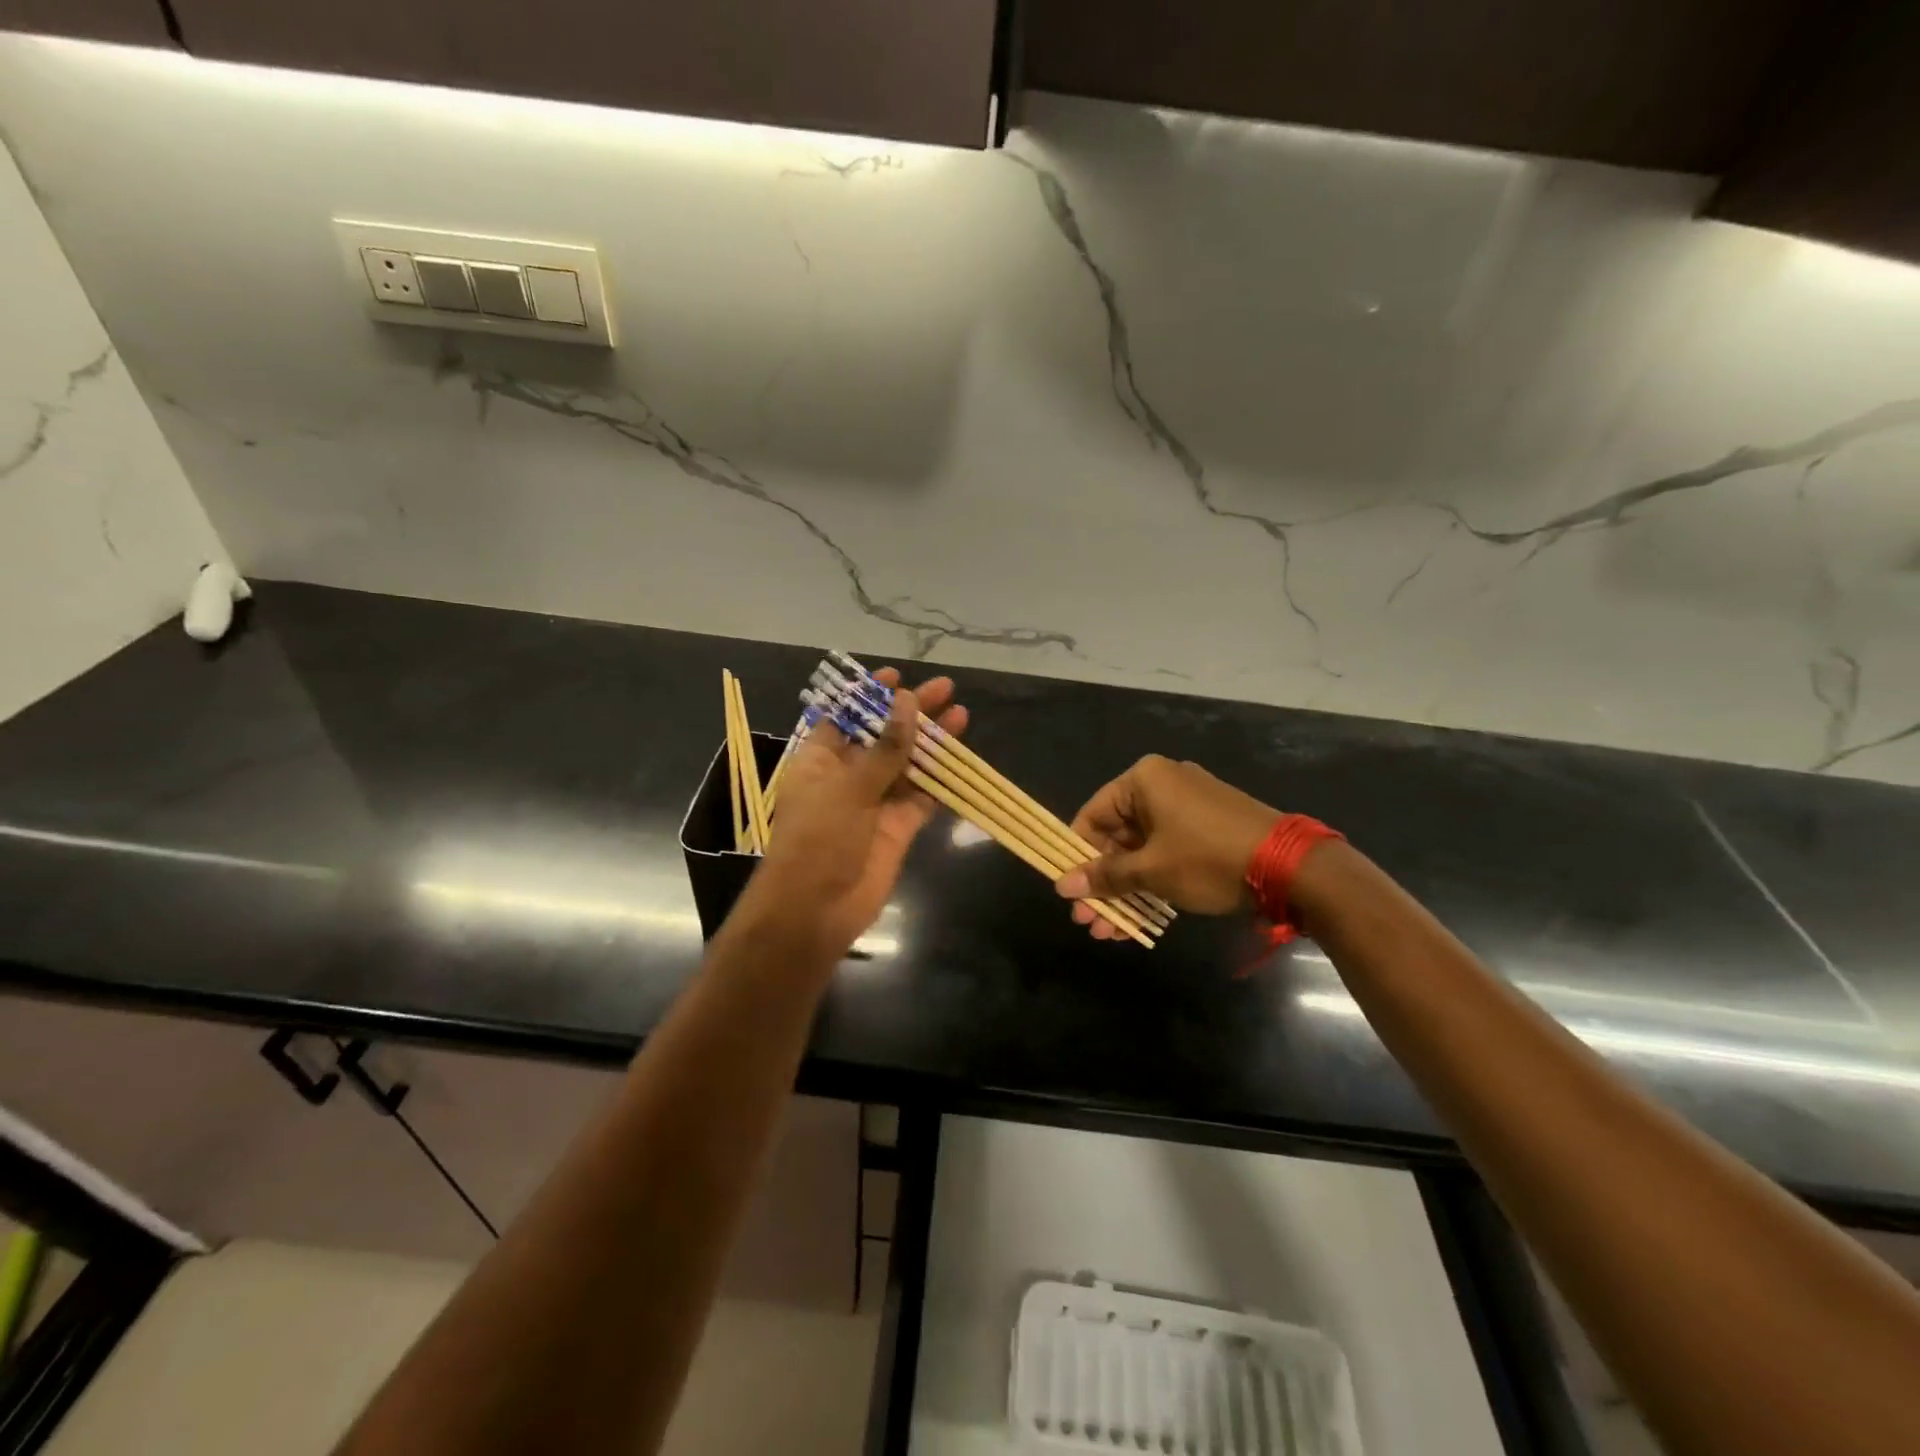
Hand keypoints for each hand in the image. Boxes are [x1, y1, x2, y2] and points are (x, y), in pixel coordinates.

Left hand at [738, 669, 966, 957]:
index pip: (845, 717)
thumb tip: (907, 702)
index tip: (897, 676)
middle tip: (945, 688)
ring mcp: (874, 801)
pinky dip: (939, 777)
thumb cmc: (818, 839)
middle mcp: (847, 775)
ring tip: (960, 712)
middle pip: (882, 735)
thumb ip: (885, 748)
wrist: (816, 910)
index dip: (869, 695)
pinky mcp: (897, 826)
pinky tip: (959, 755)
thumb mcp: (849, 786)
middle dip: (911, 712)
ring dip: (930, 740)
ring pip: (906, 763)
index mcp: (820, 759)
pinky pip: (921, 796)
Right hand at [1054, 755, 1279, 938]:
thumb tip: (1062, 887)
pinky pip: (1166, 853)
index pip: (1092, 815)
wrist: (1292, 868)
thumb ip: (1105, 877)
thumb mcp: (1152, 871)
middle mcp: (1162, 785)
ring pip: (1141, 851)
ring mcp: (1187, 807)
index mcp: (1143, 780)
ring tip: (1110, 932)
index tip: (1070, 892)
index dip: (1077, 856)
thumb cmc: (1208, 859)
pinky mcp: (1207, 829)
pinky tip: (1137, 921)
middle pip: (1116, 837)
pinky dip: (1152, 883)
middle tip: (1088, 922)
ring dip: (1124, 891)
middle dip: (1102, 883)